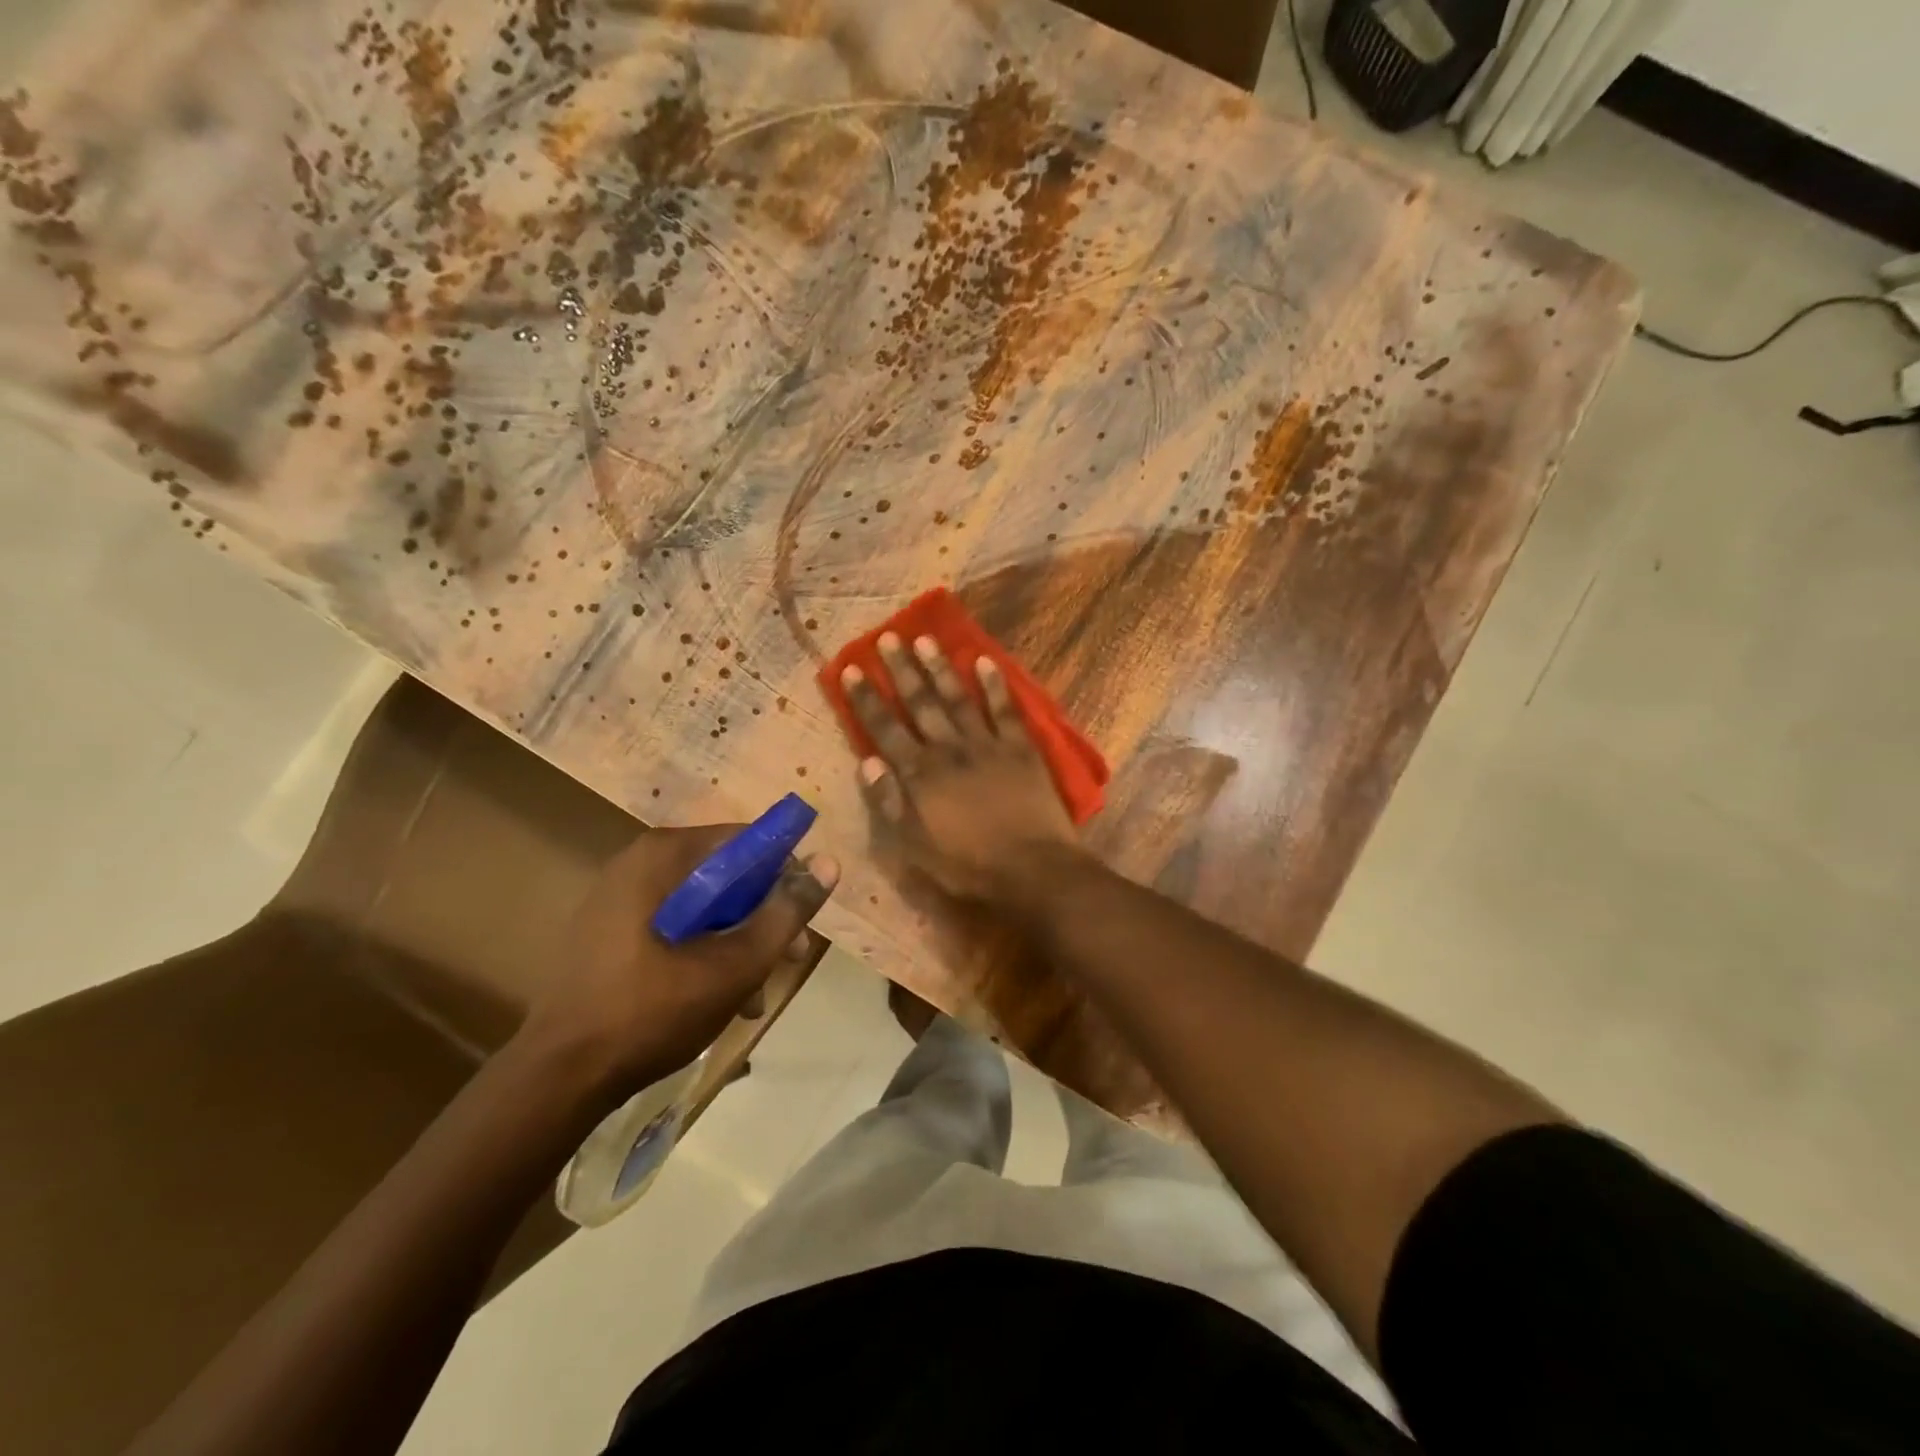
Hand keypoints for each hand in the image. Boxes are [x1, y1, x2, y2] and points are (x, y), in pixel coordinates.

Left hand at [518, 824, 838, 1105]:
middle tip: (789, 960)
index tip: (802, 919)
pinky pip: (676, 926)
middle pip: (727, 874)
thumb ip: (785, 913)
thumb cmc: (650, 1012)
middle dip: (763, 918)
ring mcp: (620, 897)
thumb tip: (829, 864)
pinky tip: (719, 998)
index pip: (746, 841)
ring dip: (738, 942)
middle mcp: (639, 863)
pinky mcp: (610, 931)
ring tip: (754, 994)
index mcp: (663, 856)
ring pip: (705, 905)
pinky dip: (704, 952)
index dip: (785, 874)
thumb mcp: (734, 965)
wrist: (557, 1079)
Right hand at [841, 632, 1080, 900]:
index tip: (851, 669)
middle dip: (902, 670)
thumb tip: (867, 761)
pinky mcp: (1021, 748)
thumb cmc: (968, 865)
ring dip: (941, 668)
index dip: (866, 699)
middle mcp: (949, 749)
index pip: (885, 729)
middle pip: (921, 704)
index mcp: (920, 774)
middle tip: (888, 637)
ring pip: (958, 698)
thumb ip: (889, 802)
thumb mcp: (914, 846)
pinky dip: (994, 685)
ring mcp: (987, 745)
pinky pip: (1005, 710)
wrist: (1031, 869)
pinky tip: (984, 661)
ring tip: (926, 639)